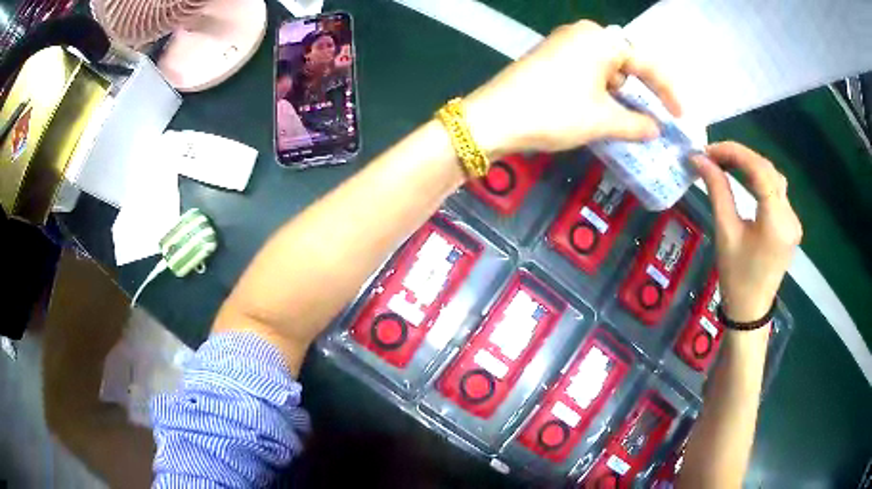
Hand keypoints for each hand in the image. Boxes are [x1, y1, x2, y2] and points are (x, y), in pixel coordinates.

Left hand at [463, 20, 681, 157]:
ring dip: (622, 96)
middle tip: (657, 119)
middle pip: (625, 63)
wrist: (494, 118)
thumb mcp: (602, 121)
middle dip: (643, 92)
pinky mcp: (550, 58)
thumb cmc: (555, 112)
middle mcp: (582, 34)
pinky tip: (606, 113)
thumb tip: (656, 128)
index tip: (680, 116)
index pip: (645, 63)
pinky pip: (587, 73)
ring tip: (633, 122)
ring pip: (606, 70)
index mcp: (600, 40)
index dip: (667, 91)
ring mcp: (563, 44)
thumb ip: (636, 124)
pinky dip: (601, 93)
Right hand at [692, 142, 802, 321]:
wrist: (750, 311)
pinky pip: (777, 192)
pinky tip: (745, 179)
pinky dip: (760, 180)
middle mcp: (790, 216)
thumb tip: (699, 159)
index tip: (709, 150)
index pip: (760, 170)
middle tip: (715, 155)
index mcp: (776, 221)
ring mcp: (794, 221)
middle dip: (742, 156)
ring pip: (774, 179)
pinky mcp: (791, 225)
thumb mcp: (725, 232)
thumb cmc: (736, 276)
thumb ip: (717, 190)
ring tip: (727, 163)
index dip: (735, 153)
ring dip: (752, 166)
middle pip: (769, 171)